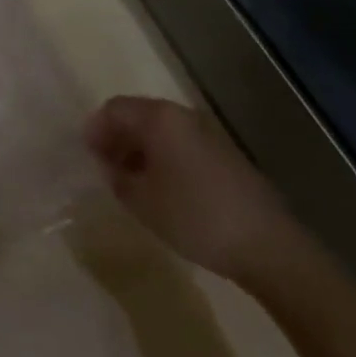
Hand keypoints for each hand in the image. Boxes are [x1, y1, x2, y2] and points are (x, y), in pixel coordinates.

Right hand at [84, 96, 304, 284]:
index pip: (114, 109)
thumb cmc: (195, 217)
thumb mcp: (141, 201)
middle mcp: (182, 115)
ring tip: (131, 181)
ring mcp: (207, 133)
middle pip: (138, 115)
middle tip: (105, 167)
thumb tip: (108, 164)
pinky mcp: (225, 155)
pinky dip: (164, 157)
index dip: (95, 130)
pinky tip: (163, 189)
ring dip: (140, 148)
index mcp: (159, 118)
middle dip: (117, 137)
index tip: (86, 156)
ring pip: (161, 130)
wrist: (269, 247)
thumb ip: (116, 176)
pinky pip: (181, 144)